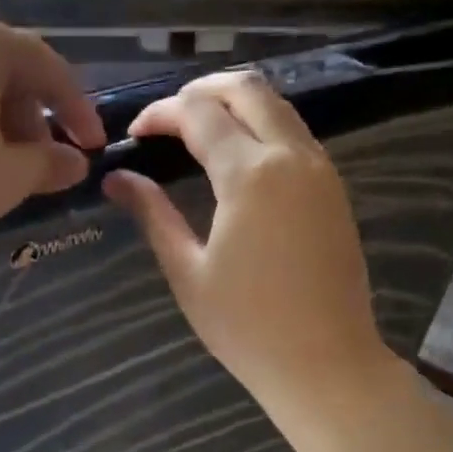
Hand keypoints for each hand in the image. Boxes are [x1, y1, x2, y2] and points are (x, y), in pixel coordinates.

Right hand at [103, 70, 392, 412]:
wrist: (326, 363)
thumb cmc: (247, 327)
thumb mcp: (188, 271)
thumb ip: (153, 214)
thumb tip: (117, 179)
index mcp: (251, 175)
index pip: (198, 114)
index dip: (160, 114)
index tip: (134, 135)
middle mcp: (292, 156)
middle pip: (246, 88)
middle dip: (200, 91)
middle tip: (166, 119)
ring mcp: (321, 169)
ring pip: (277, 105)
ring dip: (234, 105)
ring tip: (195, 131)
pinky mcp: (335, 188)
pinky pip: (295, 133)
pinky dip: (261, 126)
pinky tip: (236, 157)